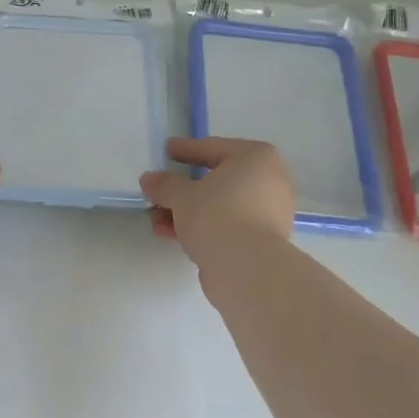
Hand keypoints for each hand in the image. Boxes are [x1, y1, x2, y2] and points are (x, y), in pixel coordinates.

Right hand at [140, 137, 294, 264]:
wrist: (247, 269)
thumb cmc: (217, 216)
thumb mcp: (182, 196)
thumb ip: (164, 184)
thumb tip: (149, 179)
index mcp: (256, 158)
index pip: (213, 148)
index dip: (186, 149)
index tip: (167, 149)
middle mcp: (269, 181)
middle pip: (216, 180)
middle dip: (182, 189)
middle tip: (157, 190)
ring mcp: (268, 213)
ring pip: (219, 206)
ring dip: (186, 211)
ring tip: (155, 218)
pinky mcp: (261, 240)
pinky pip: (225, 225)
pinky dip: (201, 227)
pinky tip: (172, 233)